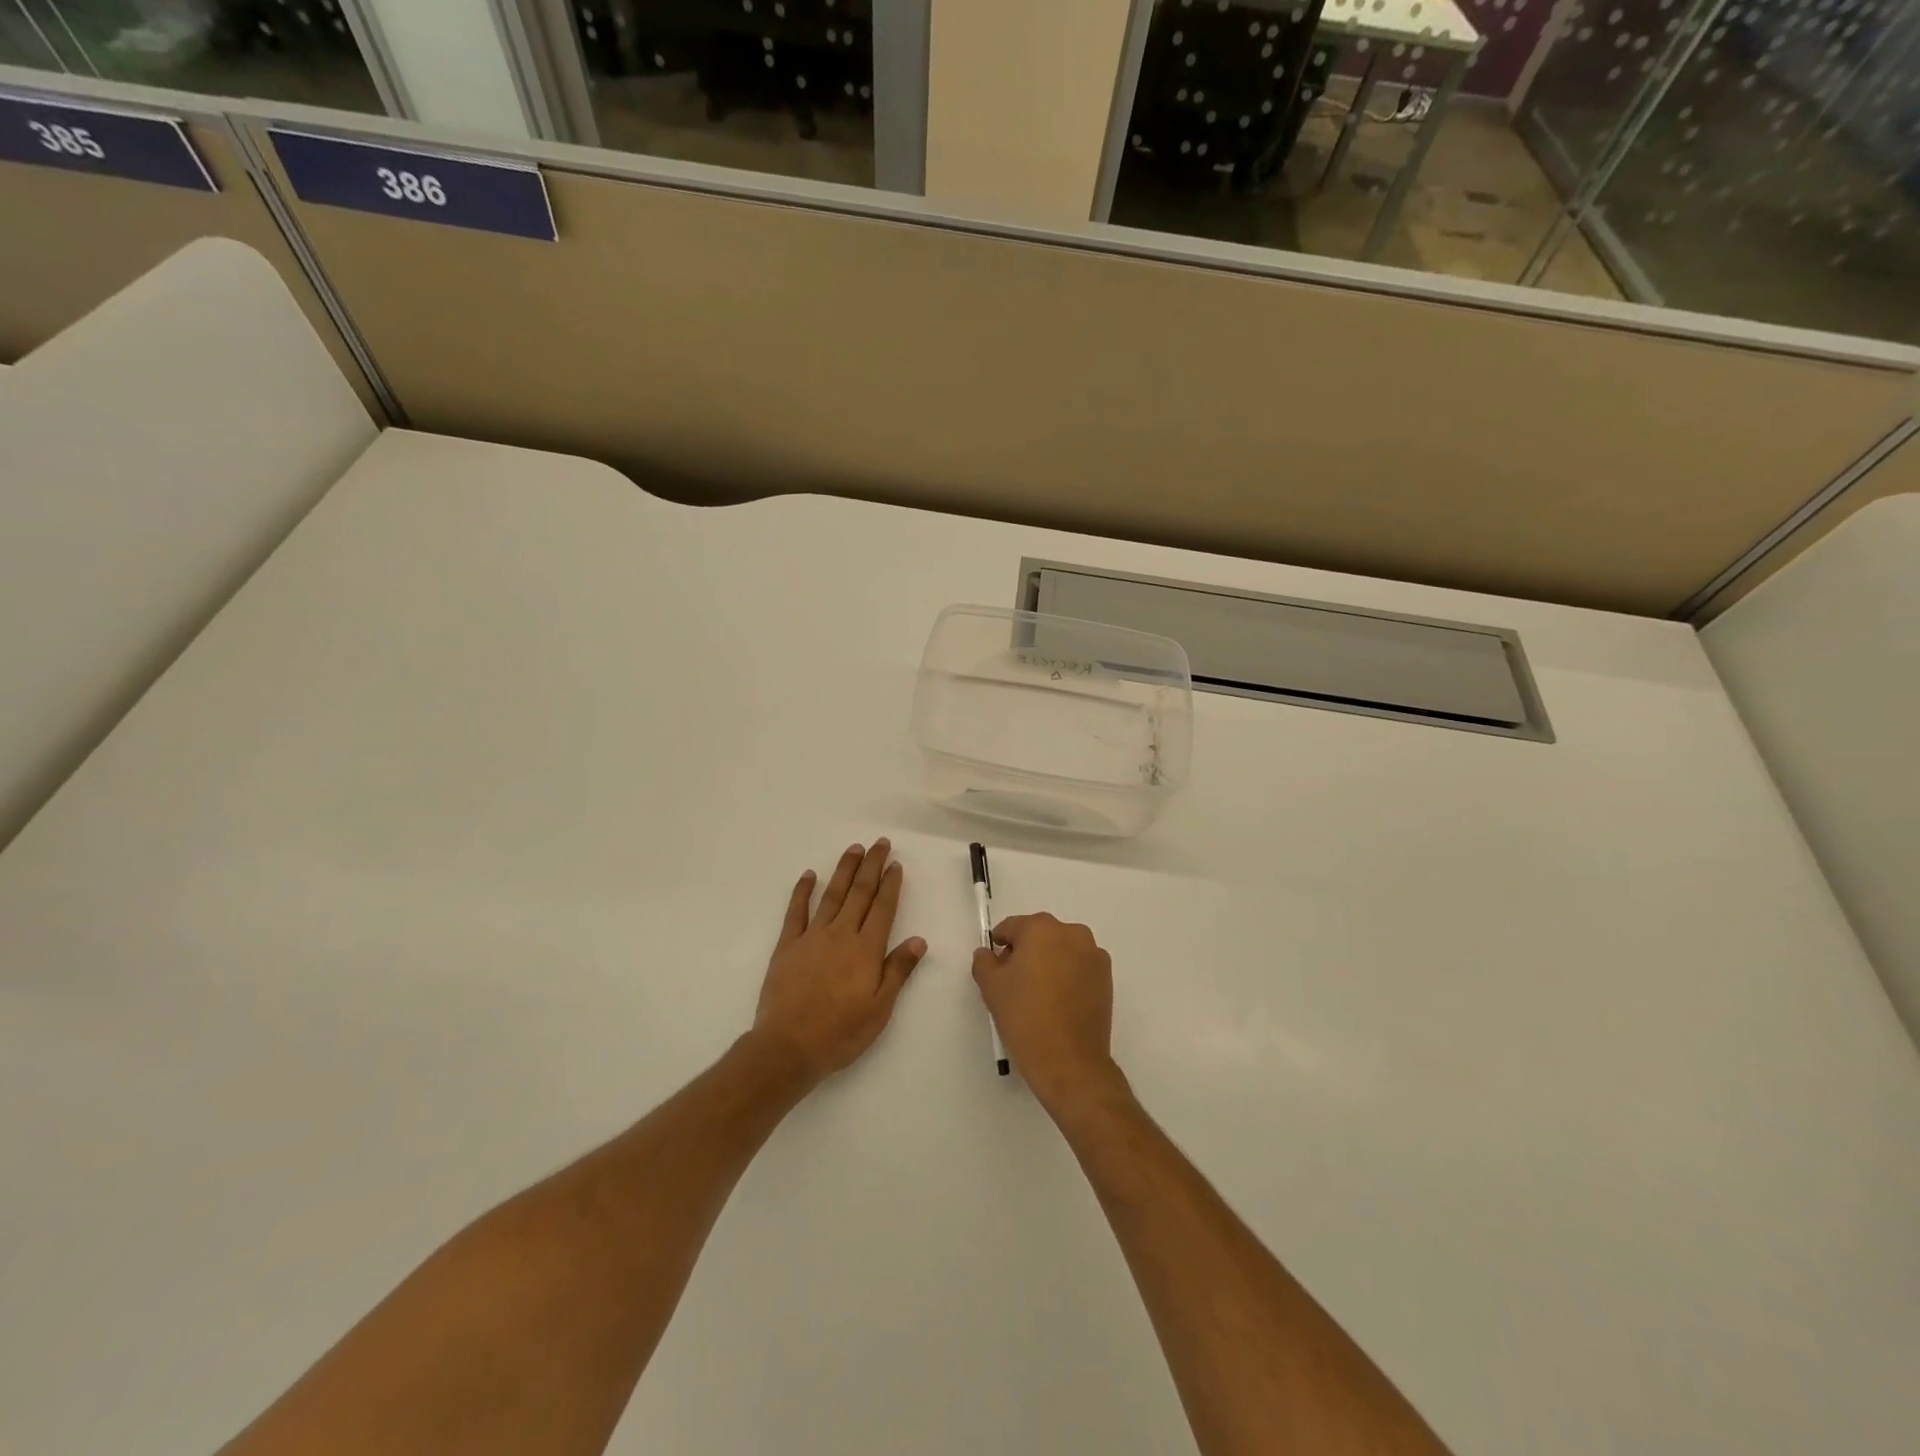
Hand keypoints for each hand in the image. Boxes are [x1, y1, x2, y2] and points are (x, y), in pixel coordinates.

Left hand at [750, 839, 925, 1083]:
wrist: (788, 1047)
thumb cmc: (840, 1033)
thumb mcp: (880, 1009)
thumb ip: (898, 971)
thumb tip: (919, 940)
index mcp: (866, 950)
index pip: (883, 908)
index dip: (890, 884)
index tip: (895, 864)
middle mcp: (841, 934)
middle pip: (860, 893)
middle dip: (871, 866)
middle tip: (880, 843)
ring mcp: (812, 937)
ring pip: (832, 895)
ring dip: (844, 870)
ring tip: (854, 849)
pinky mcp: (787, 946)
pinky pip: (796, 911)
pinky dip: (803, 891)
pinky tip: (809, 875)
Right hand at [972, 914, 1123, 1115]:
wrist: (1068, 1060)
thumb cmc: (1024, 1017)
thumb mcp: (991, 986)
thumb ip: (984, 961)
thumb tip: (988, 953)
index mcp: (1042, 928)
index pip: (1012, 927)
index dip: (1000, 945)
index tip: (995, 966)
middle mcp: (1072, 933)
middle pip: (1040, 935)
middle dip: (1026, 952)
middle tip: (1014, 982)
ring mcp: (1094, 954)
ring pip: (1061, 950)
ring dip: (1049, 962)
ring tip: (1038, 994)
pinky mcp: (1107, 977)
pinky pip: (1079, 967)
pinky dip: (1068, 976)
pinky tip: (1058, 1002)